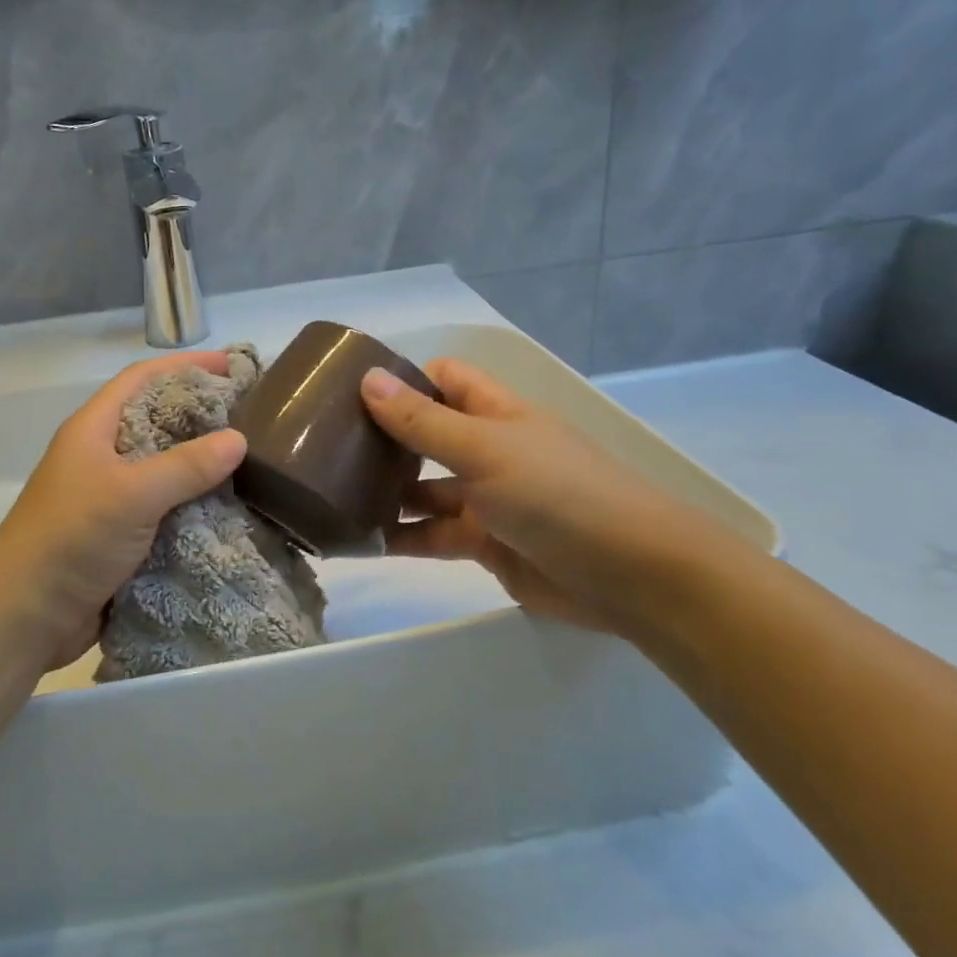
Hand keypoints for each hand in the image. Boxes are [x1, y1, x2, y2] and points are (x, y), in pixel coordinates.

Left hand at [0, 352, 247, 670]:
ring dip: (203, 463)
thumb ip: (186, 466)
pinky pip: (167, 508)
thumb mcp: (130, 495)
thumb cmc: (70, 539)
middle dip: (201, 414)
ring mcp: (111, 497)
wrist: (25, 616)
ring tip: (253, 460)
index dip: (185, 366)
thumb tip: (239, 439)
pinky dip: (196, 504)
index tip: (232, 366)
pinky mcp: (122, 534)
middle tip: (253, 415)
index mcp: (94, 429)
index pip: (142, 378)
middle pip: (157, 420)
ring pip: (165, 467)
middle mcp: (103, 455)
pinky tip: (231, 507)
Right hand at [361, 358, 742, 640]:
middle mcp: (489, 449)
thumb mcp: (485, 450)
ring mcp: (487, 499)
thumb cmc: (558, 494)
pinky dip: (402, 537)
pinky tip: (364, 541)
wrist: (631, 577)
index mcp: (496, 413)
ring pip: (426, 488)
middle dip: (384, 439)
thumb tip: (367, 379)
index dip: (404, 380)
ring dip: (387, 492)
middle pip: (428, 433)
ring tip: (333, 496)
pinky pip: (433, 534)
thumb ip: (424, 422)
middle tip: (326, 448)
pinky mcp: (486, 544)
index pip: (444, 379)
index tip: (350, 393)